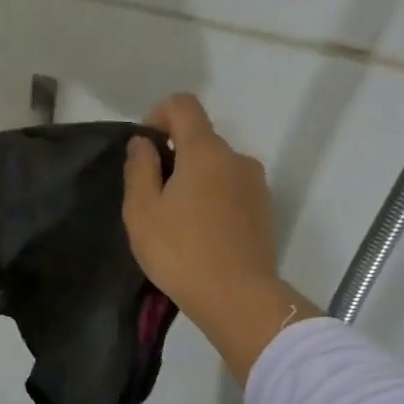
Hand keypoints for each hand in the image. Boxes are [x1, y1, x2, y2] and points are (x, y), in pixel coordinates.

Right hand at [124, 95, 277, 313]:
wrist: (237, 298)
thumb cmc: (181, 251)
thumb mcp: (142, 211)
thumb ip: (139, 168)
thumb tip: (143, 144)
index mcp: (204, 151)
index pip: (183, 105)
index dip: (158, 116)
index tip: (144, 150)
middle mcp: (236, 158)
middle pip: (200, 140)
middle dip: (174, 158)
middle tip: (153, 200)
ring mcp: (255, 185)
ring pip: (216, 169)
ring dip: (195, 183)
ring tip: (177, 223)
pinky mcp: (264, 210)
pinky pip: (231, 191)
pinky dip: (213, 201)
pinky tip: (201, 236)